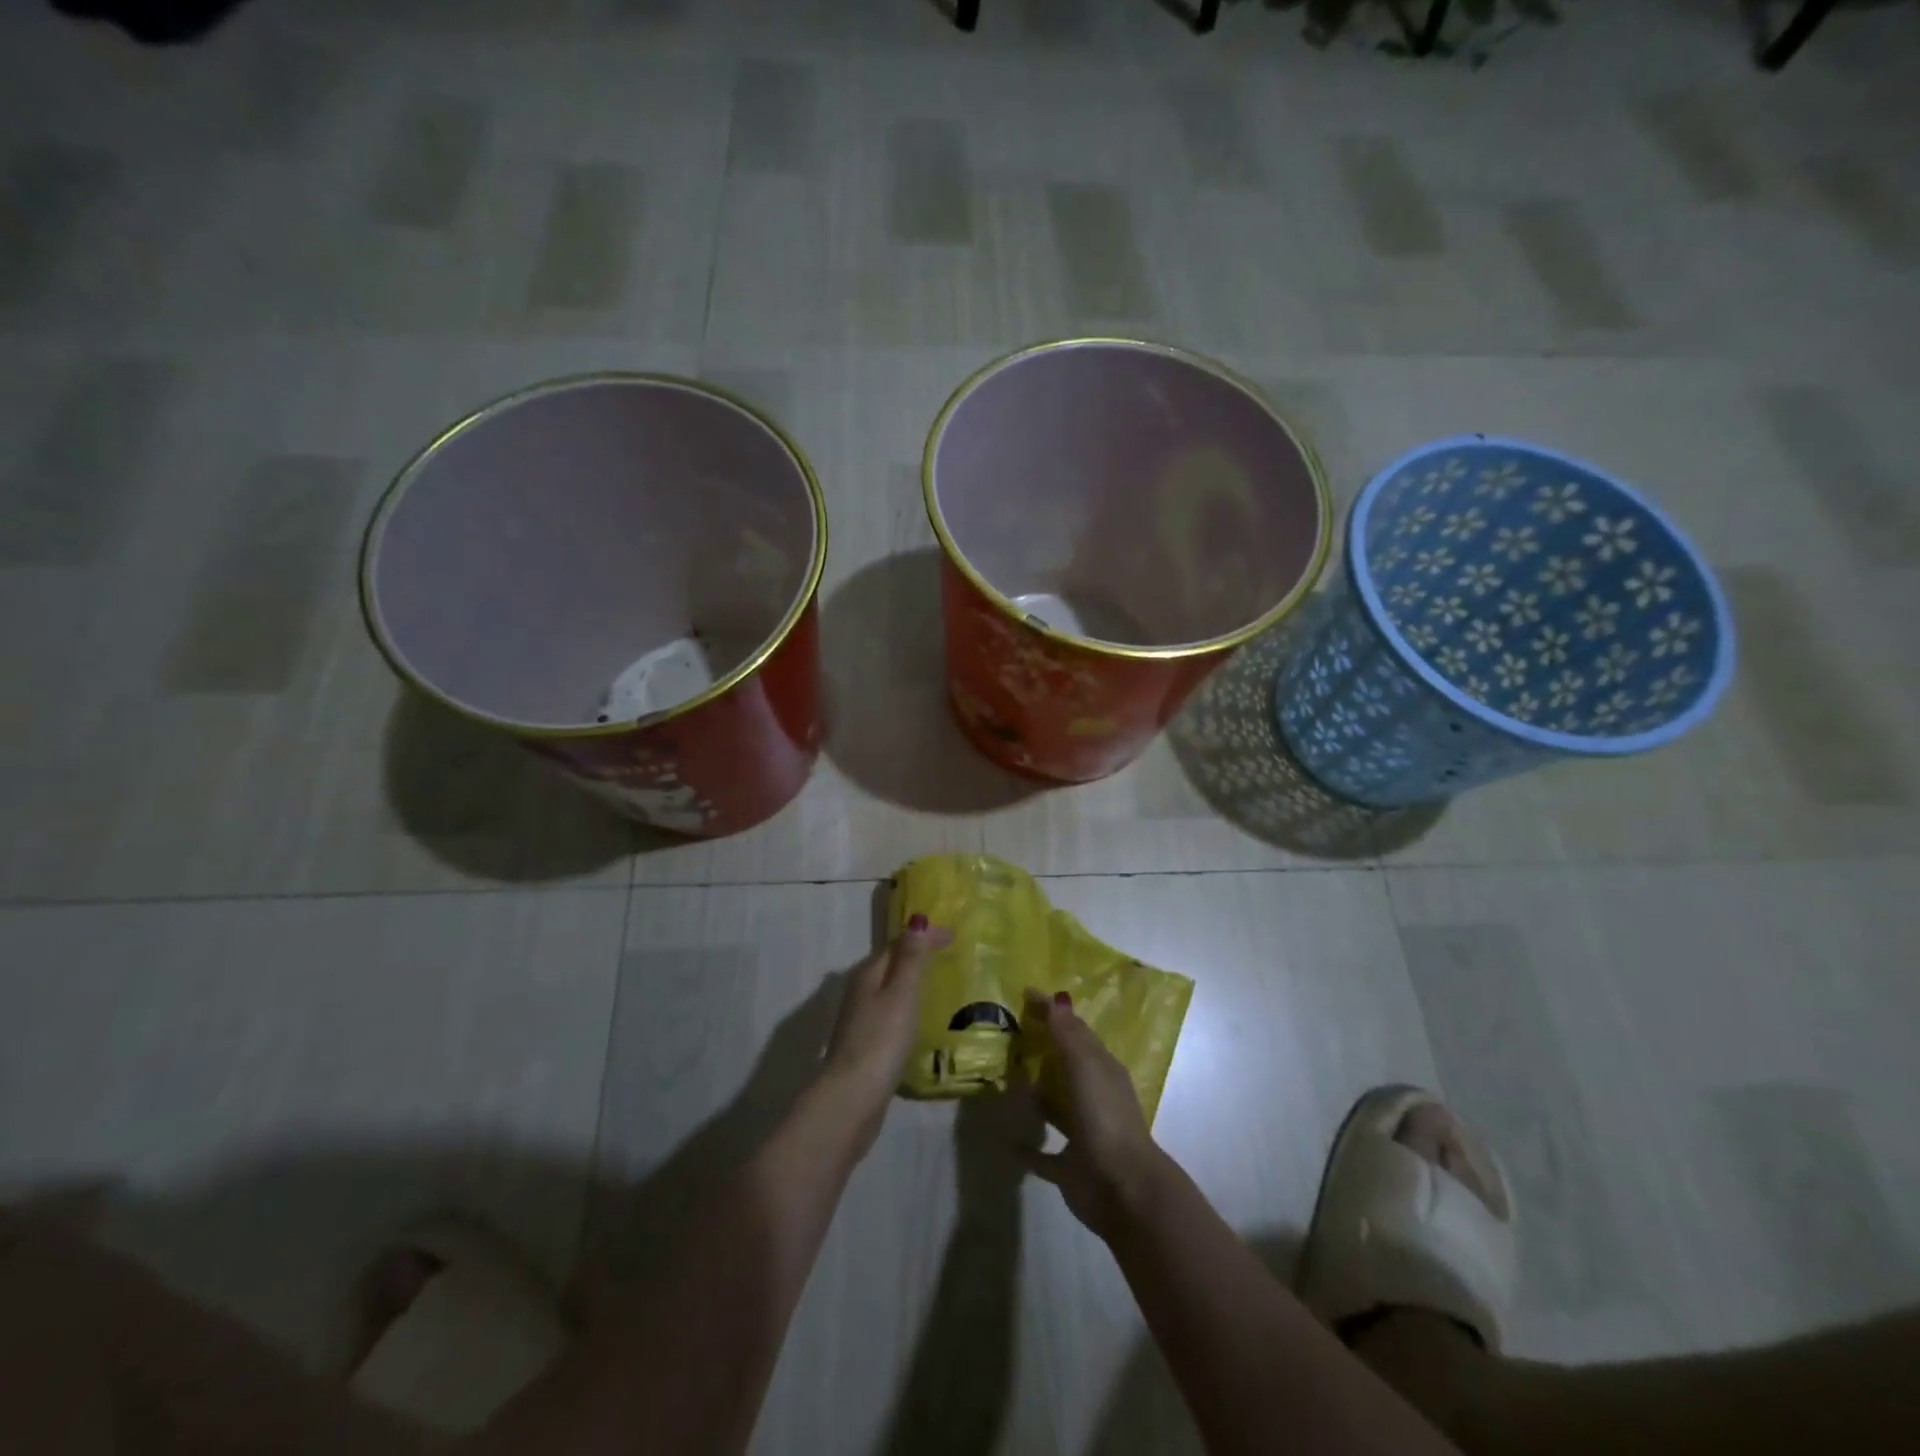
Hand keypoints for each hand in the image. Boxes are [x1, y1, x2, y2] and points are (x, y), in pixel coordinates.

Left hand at [821, 917, 951, 1147]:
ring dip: (911, 981)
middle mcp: (860, 991)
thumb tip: (916, 920)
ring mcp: (861, 1019)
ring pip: (889, 989)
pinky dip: (907, 1006)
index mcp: (868, 973)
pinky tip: (919, 1019)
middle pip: (891, 964)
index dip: (925, 936)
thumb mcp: (901, 994)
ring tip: (938, 983)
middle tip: (949, 954)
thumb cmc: (881, 1039)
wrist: (853, 1097)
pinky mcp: (866, 1045)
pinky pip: (891, 1012)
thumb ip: (910, 959)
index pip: (898, 943)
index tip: (955, 935)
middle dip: (917, 955)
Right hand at [1019, 989, 1171, 1240]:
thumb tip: (1055, 997)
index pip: (1077, 1033)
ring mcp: (1083, 1134)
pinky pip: (1044, 1155)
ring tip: (1005, 1079)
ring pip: (1056, 1107)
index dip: (1054, 1014)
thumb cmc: (1104, 1116)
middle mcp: (1094, 1098)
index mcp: (1103, 1070)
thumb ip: (1068, 1034)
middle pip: (1067, 1067)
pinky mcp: (1069, 1168)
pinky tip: (1005, 1140)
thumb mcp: (1086, 1065)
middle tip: (1010, 1033)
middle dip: (1044, 1051)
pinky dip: (1027, 1148)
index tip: (1025, 996)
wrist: (1123, 1188)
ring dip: (1036, 1095)